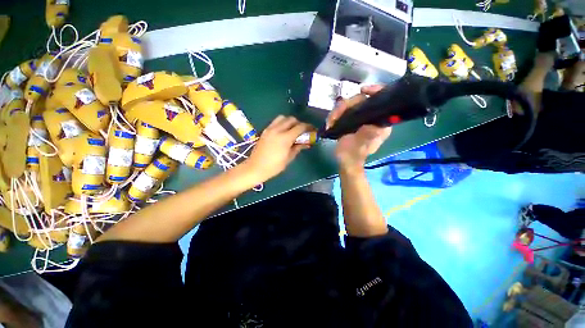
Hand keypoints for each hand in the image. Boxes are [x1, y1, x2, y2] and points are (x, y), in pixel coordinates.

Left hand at [244, 115, 311, 182]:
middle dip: (299, 123)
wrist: (255, 168)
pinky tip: (283, 132)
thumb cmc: (274, 166)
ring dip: (290, 121)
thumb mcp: (288, 158)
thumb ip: (298, 148)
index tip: (312, 130)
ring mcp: (270, 129)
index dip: (308, 127)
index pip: (300, 127)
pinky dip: (282, 123)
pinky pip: (275, 122)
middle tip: (303, 131)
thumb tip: (306, 143)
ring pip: (282, 118)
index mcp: (285, 138)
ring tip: (292, 130)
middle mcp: (277, 130)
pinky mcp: (265, 130)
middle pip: (291, 119)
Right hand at [326, 85, 391, 171]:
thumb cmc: (353, 154)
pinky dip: (336, 115)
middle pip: (361, 101)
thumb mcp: (361, 144)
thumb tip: (374, 121)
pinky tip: (331, 122)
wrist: (345, 161)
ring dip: (337, 112)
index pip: (382, 100)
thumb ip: (368, 134)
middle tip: (334, 117)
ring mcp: (361, 119)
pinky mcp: (352, 121)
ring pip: (350, 105)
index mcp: (380, 122)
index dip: (375, 91)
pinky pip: (344, 112)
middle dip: (345, 107)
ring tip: (330, 122)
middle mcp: (372, 118)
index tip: (363, 90)